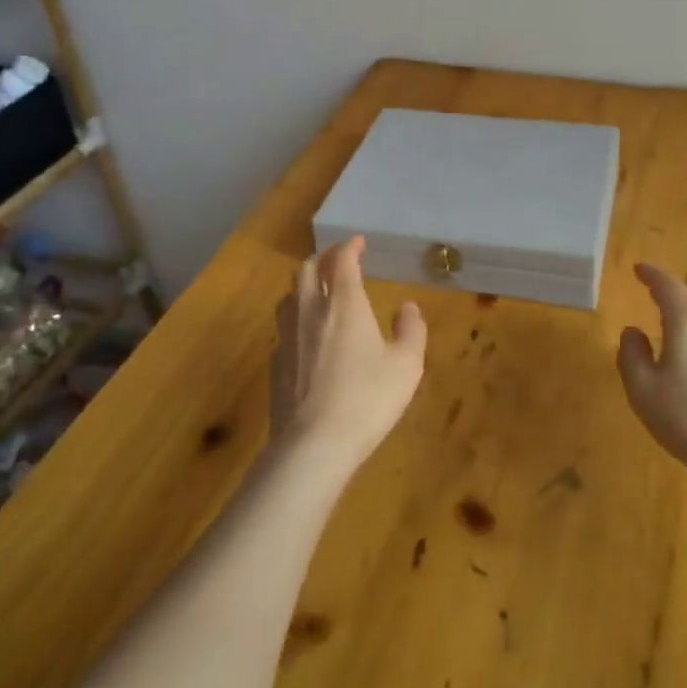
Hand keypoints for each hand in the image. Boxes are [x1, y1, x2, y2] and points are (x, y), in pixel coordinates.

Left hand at [271, 236, 427, 464]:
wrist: (313, 445)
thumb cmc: (367, 399)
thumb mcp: (406, 366)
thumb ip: (411, 330)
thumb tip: (408, 307)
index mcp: (344, 304)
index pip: (341, 261)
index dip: (350, 247)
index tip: (358, 242)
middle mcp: (310, 311)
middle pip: (306, 270)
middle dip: (322, 259)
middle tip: (338, 261)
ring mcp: (287, 337)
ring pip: (289, 295)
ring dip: (303, 285)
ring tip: (318, 291)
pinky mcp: (275, 364)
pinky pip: (283, 327)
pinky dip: (296, 317)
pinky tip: (306, 335)